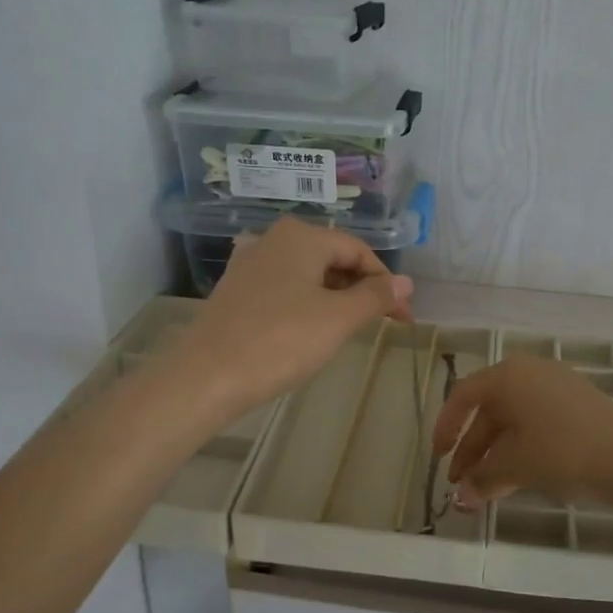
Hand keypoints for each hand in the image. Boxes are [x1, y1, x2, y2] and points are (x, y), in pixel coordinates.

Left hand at [173, 218, 413, 413]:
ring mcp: (249, 264)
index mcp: (302, 236)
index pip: (359, 251)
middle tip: (381, 323)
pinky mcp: (236, 290)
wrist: (207, 376)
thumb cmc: (281, 341)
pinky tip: (310, 329)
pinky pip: (284, 288)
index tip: (403, 317)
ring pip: (308, 274)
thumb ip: (375, 297)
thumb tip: (405, 283)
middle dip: (361, 289)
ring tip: (350, 329)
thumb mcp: (338, 319)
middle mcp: (274, 239)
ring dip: (336, 297)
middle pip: (332, 258)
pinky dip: (307, 304)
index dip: (386, 283)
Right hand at [431, 355, 612, 509]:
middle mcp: (528, 372)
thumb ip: (481, 479)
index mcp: (507, 376)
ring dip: (495, 454)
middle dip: (472, 450)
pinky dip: (521, 448)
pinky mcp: (577, 404)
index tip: (438, 457)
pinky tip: (518, 477)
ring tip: (486, 490)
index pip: (462, 396)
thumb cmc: (561, 451)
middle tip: (461, 484)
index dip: (445, 427)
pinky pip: (536, 423)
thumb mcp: (514, 466)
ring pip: (513, 421)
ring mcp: (556, 386)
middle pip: (489, 411)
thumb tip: (460, 496)